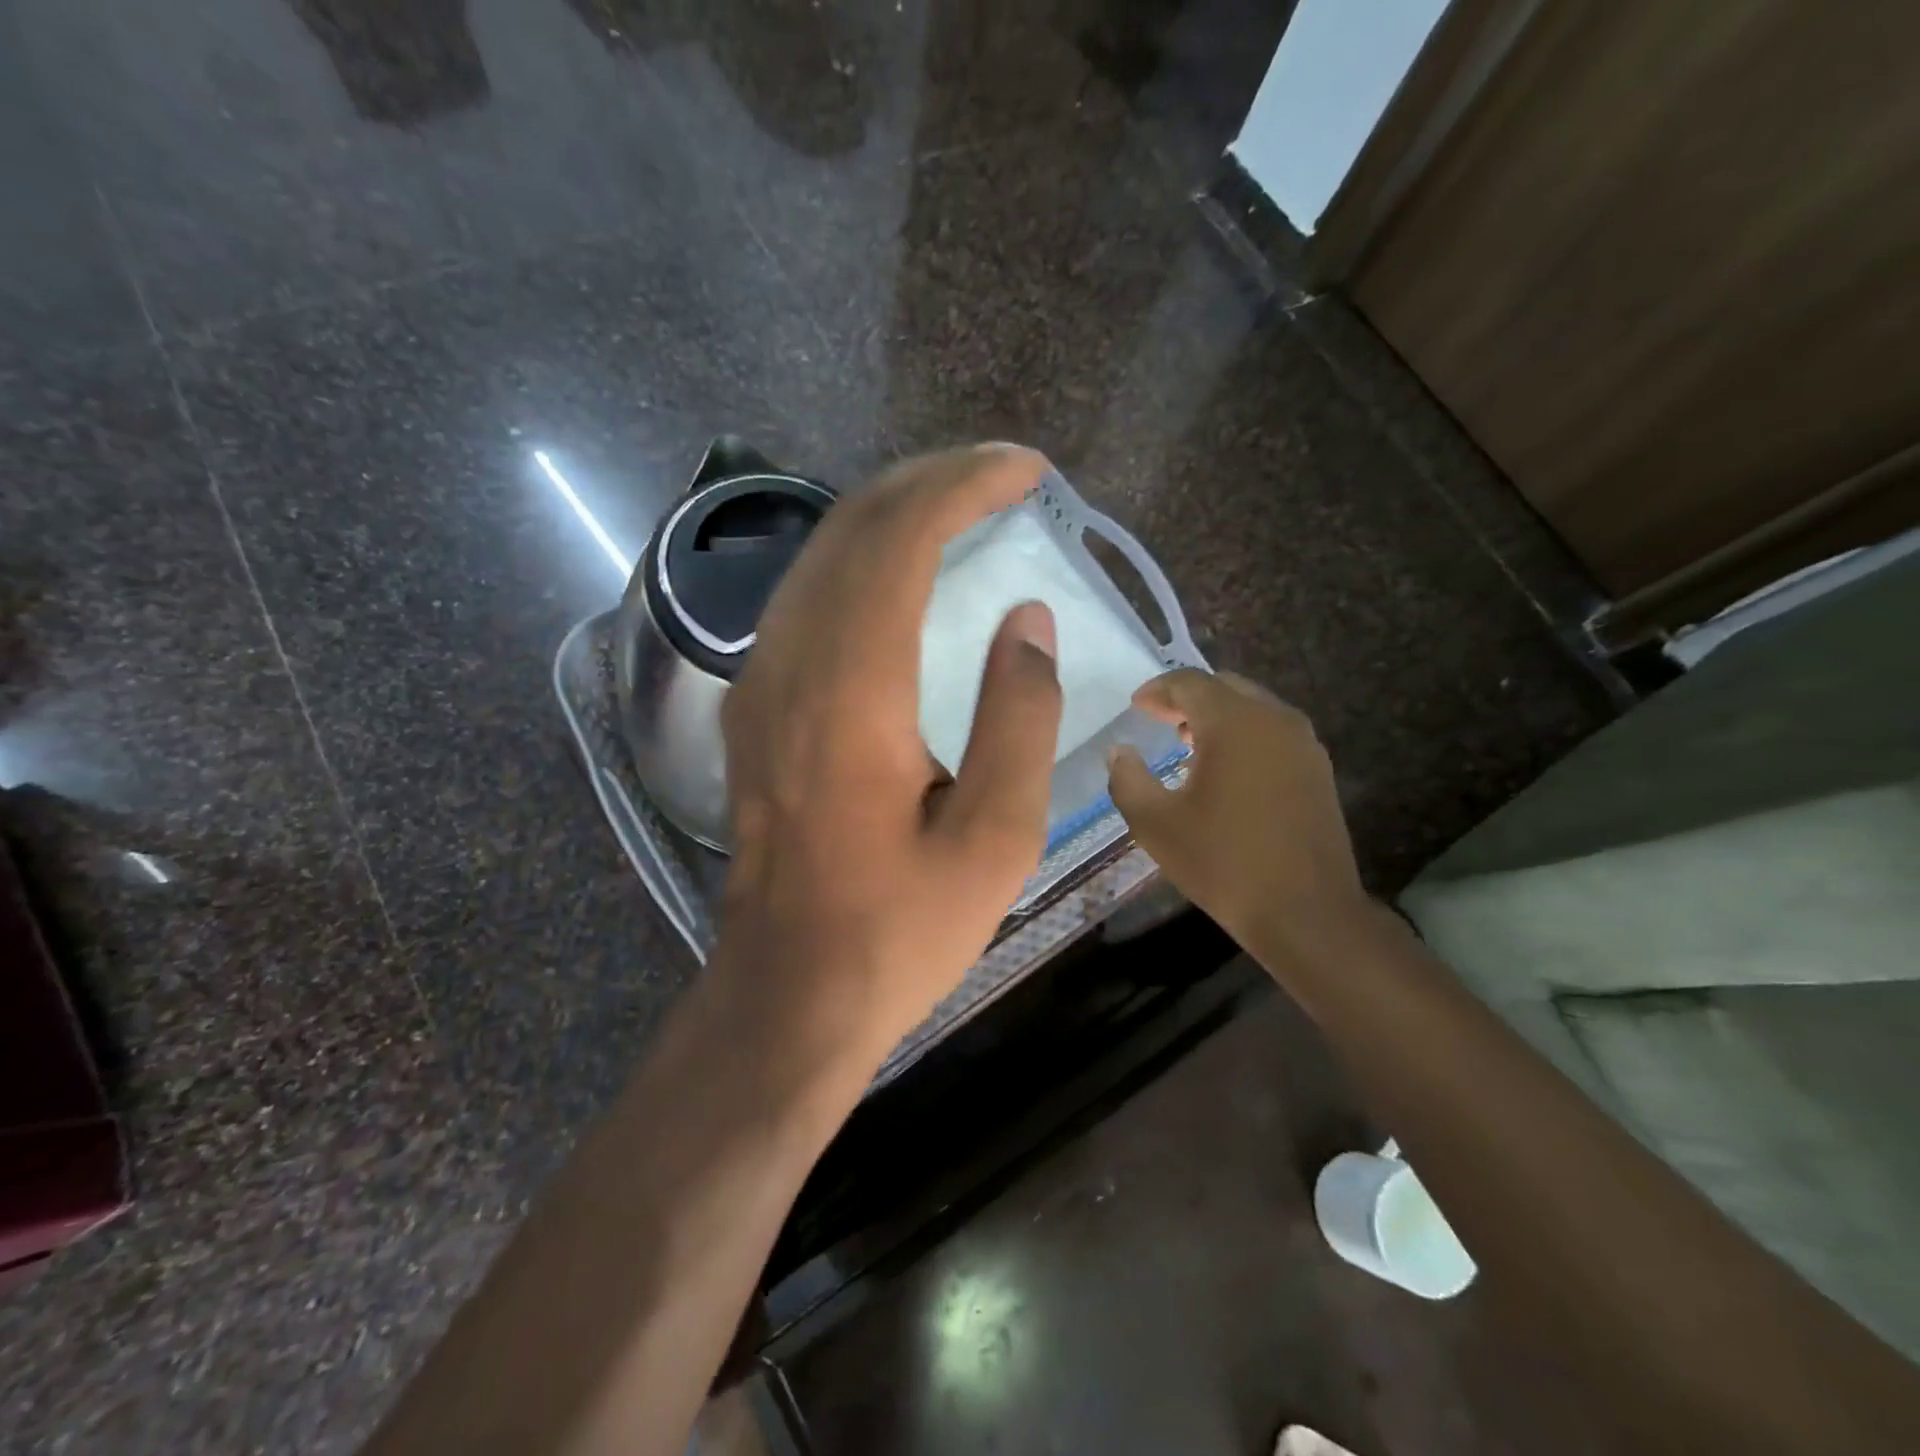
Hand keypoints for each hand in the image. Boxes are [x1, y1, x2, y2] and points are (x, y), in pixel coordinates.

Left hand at [715, 445, 1062, 1074]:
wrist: (788, 993)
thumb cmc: (899, 928)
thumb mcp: (995, 838)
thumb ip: (1018, 716)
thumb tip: (1026, 621)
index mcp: (852, 690)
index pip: (900, 537)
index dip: (965, 485)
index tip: (1027, 471)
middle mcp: (791, 664)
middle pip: (852, 527)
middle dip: (929, 481)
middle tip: (1001, 476)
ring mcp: (759, 683)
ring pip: (820, 555)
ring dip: (891, 513)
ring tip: (960, 508)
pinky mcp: (753, 707)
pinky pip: (805, 598)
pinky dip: (859, 559)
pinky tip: (900, 574)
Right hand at [1106, 669, 1374, 971]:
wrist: (1305, 911)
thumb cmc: (1223, 862)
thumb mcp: (1155, 823)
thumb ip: (1127, 779)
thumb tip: (1119, 751)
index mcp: (1234, 722)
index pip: (1190, 683)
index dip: (1157, 690)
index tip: (1135, 706)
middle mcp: (1274, 719)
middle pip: (1225, 687)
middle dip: (1187, 698)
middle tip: (1159, 719)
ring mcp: (1304, 743)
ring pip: (1253, 708)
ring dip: (1218, 716)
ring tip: (1187, 743)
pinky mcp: (1318, 769)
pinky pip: (1273, 732)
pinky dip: (1244, 734)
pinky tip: (1226, 770)